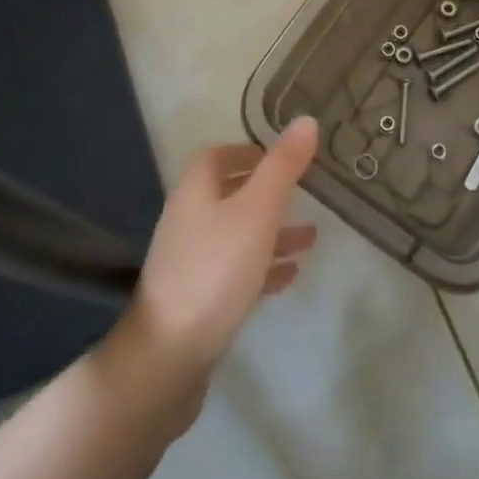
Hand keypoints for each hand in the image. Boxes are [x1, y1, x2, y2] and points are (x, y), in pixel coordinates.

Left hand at [107, 119, 319, 432]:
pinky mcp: (196, 299)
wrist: (167, 358)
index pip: (216, 155)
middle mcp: (188, 219)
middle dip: (267, 193)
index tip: (282, 157)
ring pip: (236, 234)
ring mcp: (189, 261)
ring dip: (271, 232)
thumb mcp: (257, 211)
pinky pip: (234, 270)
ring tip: (311, 240)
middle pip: (228, 194)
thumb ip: (283, 166)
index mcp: (195, 191)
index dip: (247, 151)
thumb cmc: (216, 270)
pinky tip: (289, 276)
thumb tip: (306, 119)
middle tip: (303, 194)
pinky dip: (262, 266)